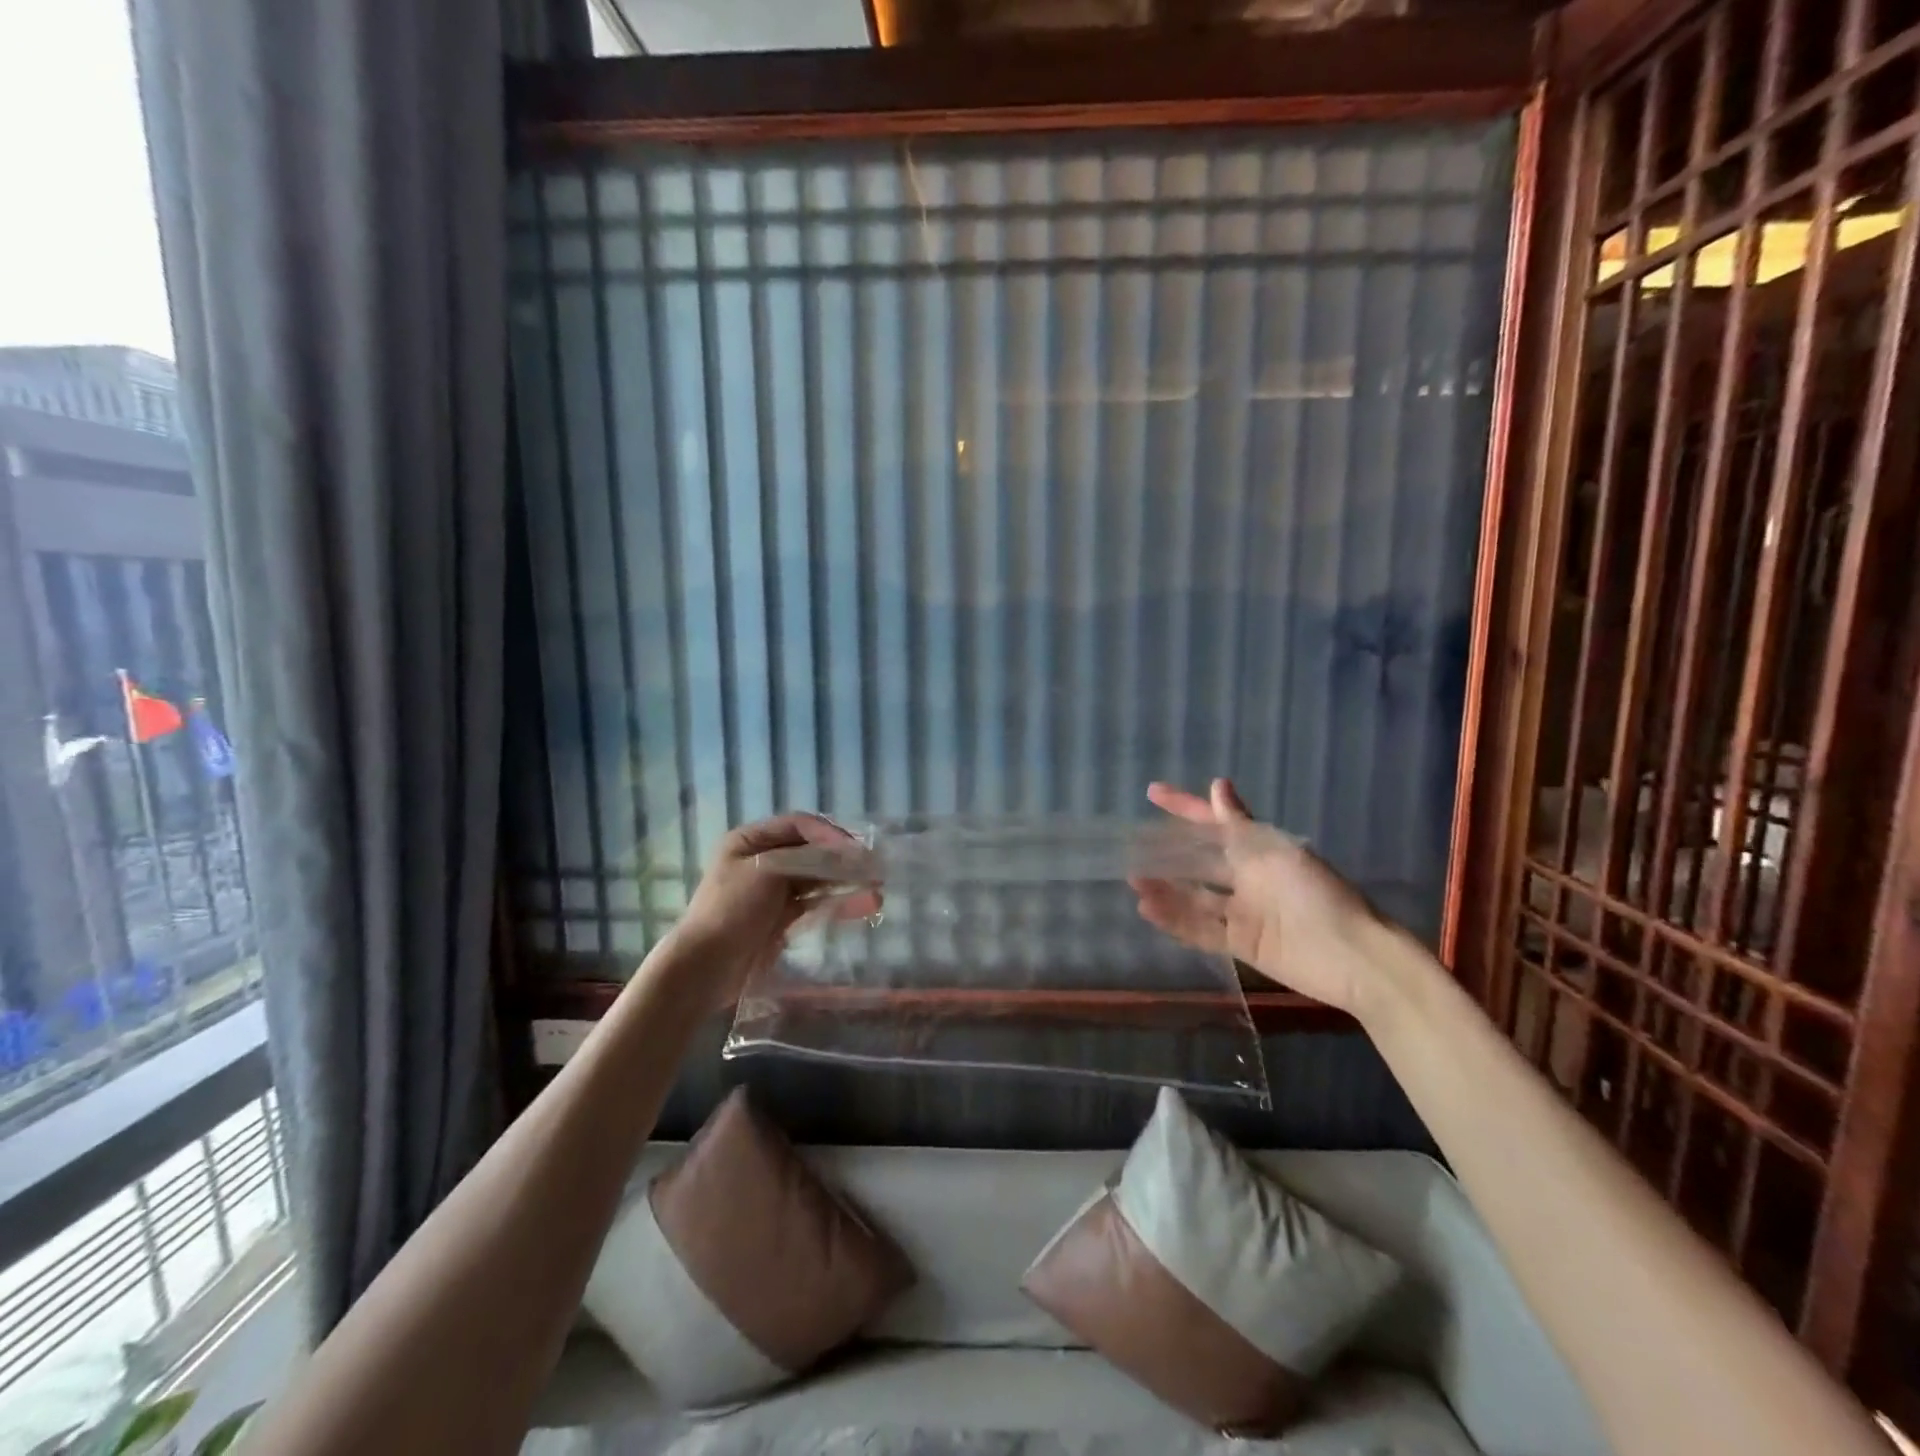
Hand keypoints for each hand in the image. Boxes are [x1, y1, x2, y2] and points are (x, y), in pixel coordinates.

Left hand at [657, 813, 879, 1013]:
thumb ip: (810, 859)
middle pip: (811, 852)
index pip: (799, 825)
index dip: (830, 834)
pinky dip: (838, 903)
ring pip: (817, 879)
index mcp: (750, 841)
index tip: (856, 850)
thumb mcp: (768, 872)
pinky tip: (863, 906)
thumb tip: (852, 855)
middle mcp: (762, 860)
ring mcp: (772, 891)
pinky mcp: (781, 919)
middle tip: (875, 868)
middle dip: (843, 860)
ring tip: (877, 890)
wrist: (705, 968)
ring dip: (846, 882)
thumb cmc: (731, 910)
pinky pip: (815, 904)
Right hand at [1130, 778, 1391, 1017]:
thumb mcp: (1276, 853)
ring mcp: (1243, 912)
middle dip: (1167, 854)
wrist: (1354, 957)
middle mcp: (1247, 877)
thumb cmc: (1318, 895)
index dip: (1185, 807)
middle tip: (1131, 848)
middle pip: (1199, 860)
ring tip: (1134, 880)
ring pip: (1194, 896)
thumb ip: (1240, 826)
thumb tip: (1217, 786)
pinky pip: (1201, 929)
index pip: (1214, 822)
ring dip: (1165, 888)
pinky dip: (1175, 920)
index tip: (1153, 793)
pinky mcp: (1241, 943)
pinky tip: (1148, 911)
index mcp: (1259, 850)